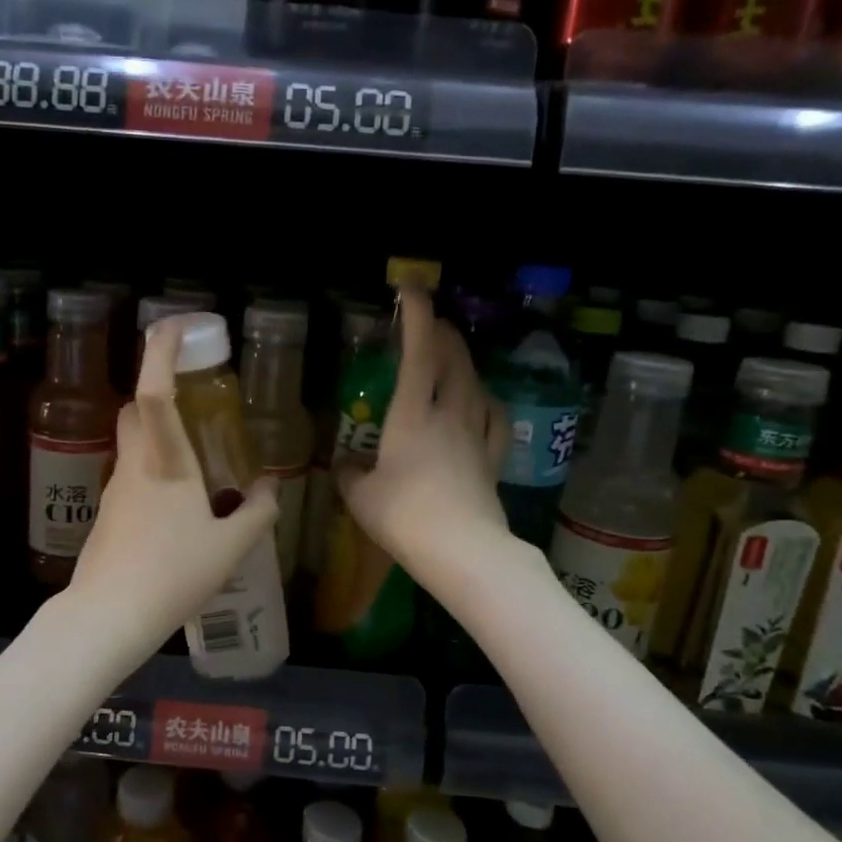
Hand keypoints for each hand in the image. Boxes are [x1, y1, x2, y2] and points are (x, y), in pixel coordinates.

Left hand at [67, 316, 278, 660]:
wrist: (108, 615)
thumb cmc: (173, 575)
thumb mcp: (230, 547)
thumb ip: (256, 512)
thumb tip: (269, 488)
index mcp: (165, 463)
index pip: (154, 392)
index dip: (160, 353)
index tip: (175, 326)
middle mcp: (135, 465)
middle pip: (135, 409)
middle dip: (156, 387)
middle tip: (192, 393)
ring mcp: (115, 488)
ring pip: (132, 441)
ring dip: (157, 431)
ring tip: (196, 455)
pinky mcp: (107, 512)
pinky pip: (132, 473)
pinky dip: (153, 467)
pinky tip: (177, 503)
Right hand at [336, 288, 509, 586]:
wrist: (463, 552)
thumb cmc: (404, 517)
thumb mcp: (361, 497)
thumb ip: (350, 474)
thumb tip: (346, 465)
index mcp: (412, 416)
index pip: (418, 354)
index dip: (417, 317)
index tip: (412, 289)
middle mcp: (448, 415)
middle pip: (453, 361)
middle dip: (443, 333)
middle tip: (431, 321)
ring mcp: (475, 436)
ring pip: (475, 384)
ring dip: (464, 361)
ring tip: (453, 354)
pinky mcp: (492, 460)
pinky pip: (494, 418)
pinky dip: (487, 399)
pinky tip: (483, 399)